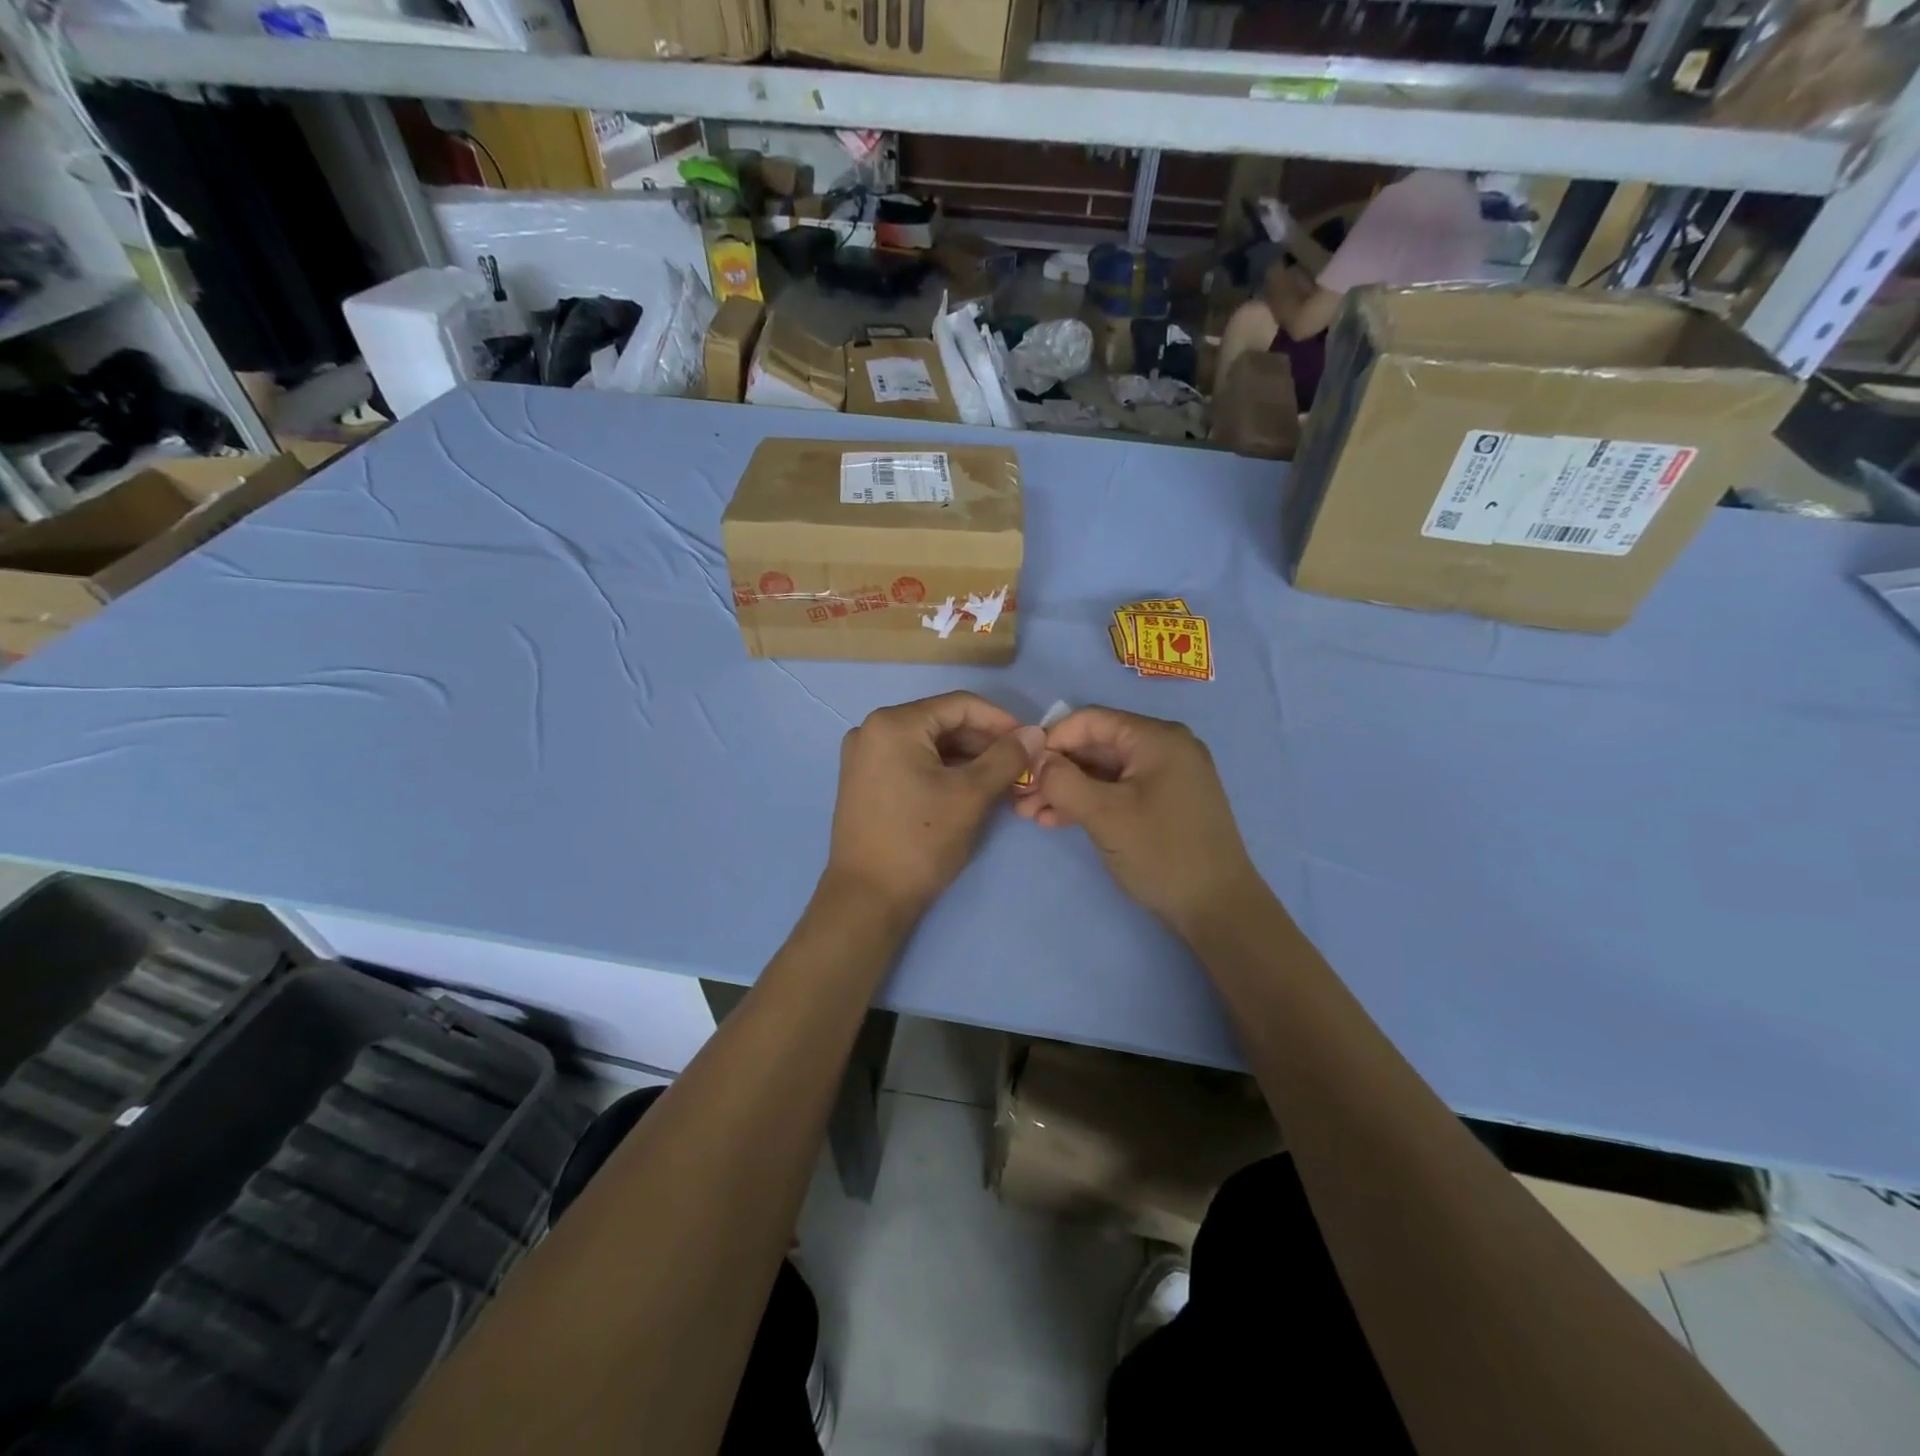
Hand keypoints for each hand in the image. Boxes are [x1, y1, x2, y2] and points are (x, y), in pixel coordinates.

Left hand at [824, 692, 1043, 920]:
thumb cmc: (920, 841)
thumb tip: (1035, 733)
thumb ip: (1006, 758)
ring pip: (929, 744)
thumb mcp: (971, 796)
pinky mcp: (865, 780)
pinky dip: (943, 770)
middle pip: (943, 722)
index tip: (1031, 742)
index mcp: (893, 723)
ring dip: (967, 758)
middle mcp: (872, 729)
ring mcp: (864, 756)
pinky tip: (971, 788)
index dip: (1001, 720)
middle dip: (984, 742)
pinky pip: (912, 761)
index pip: (960, 705)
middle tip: (1021, 765)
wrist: (868, 899)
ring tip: (1003, 779)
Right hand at [1014, 706, 1264, 934]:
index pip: (1091, 720)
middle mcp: (1164, 747)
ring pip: (1103, 771)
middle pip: (1096, 745)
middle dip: (1055, 770)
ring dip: (1066, 789)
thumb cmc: (1162, 853)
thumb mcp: (1105, 815)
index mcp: (1157, 738)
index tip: (1021, 766)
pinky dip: (1088, 802)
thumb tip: (1035, 760)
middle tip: (1019, 796)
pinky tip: (1054, 821)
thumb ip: (1063, 782)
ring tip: (1029, 813)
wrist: (1218, 909)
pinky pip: (1118, 790)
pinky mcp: (1164, 802)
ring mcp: (1167, 776)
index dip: (1051, 739)